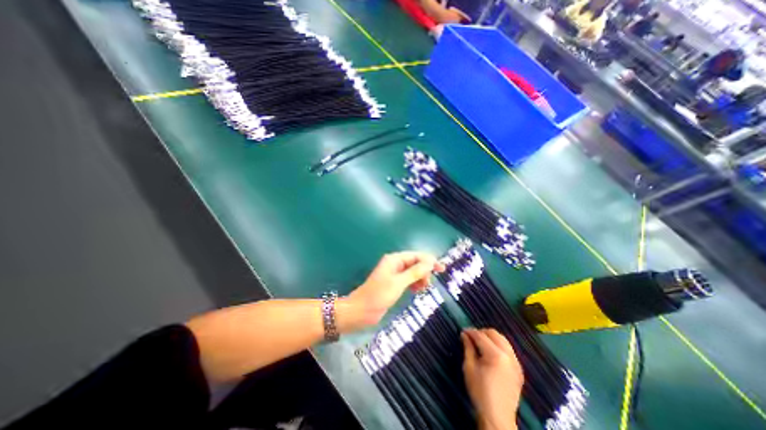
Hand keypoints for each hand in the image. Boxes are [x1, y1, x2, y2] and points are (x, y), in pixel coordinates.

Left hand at [339, 251, 442, 332]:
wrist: (361, 311)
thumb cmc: (379, 295)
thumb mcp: (398, 283)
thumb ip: (414, 272)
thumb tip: (430, 262)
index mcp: (394, 260)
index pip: (416, 255)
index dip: (429, 260)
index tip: (442, 268)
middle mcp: (395, 264)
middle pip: (415, 263)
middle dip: (424, 271)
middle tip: (428, 284)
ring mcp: (394, 274)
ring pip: (413, 272)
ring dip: (420, 278)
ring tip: (423, 288)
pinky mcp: (394, 284)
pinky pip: (408, 280)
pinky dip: (414, 283)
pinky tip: (417, 290)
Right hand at [463, 330, 523, 429]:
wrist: (497, 417)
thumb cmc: (480, 392)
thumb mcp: (469, 368)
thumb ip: (468, 348)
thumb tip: (464, 334)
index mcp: (495, 355)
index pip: (481, 336)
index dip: (470, 332)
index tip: (462, 331)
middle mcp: (508, 355)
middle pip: (494, 334)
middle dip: (481, 332)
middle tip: (471, 337)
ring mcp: (516, 362)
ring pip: (503, 340)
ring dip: (491, 338)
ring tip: (481, 343)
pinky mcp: (519, 369)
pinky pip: (508, 350)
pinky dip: (499, 346)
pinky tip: (491, 353)